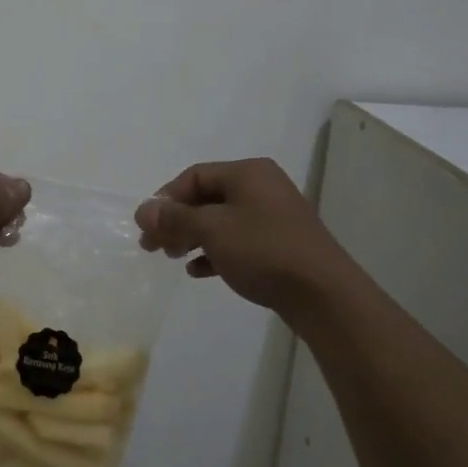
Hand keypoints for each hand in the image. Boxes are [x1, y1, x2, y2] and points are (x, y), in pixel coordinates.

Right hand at [135, 159, 358, 317]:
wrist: (323, 294)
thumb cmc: (263, 250)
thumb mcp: (212, 229)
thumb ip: (175, 218)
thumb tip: (143, 210)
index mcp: (248, 172)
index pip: (194, 176)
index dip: (166, 198)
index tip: (148, 226)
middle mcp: (262, 187)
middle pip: (207, 198)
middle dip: (177, 220)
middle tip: (153, 245)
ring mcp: (273, 216)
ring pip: (221, 221)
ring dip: (192, 237)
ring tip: (173, 257)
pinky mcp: (279, 245)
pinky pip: (238, 241)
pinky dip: (215, 252)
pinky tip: (198, 271)